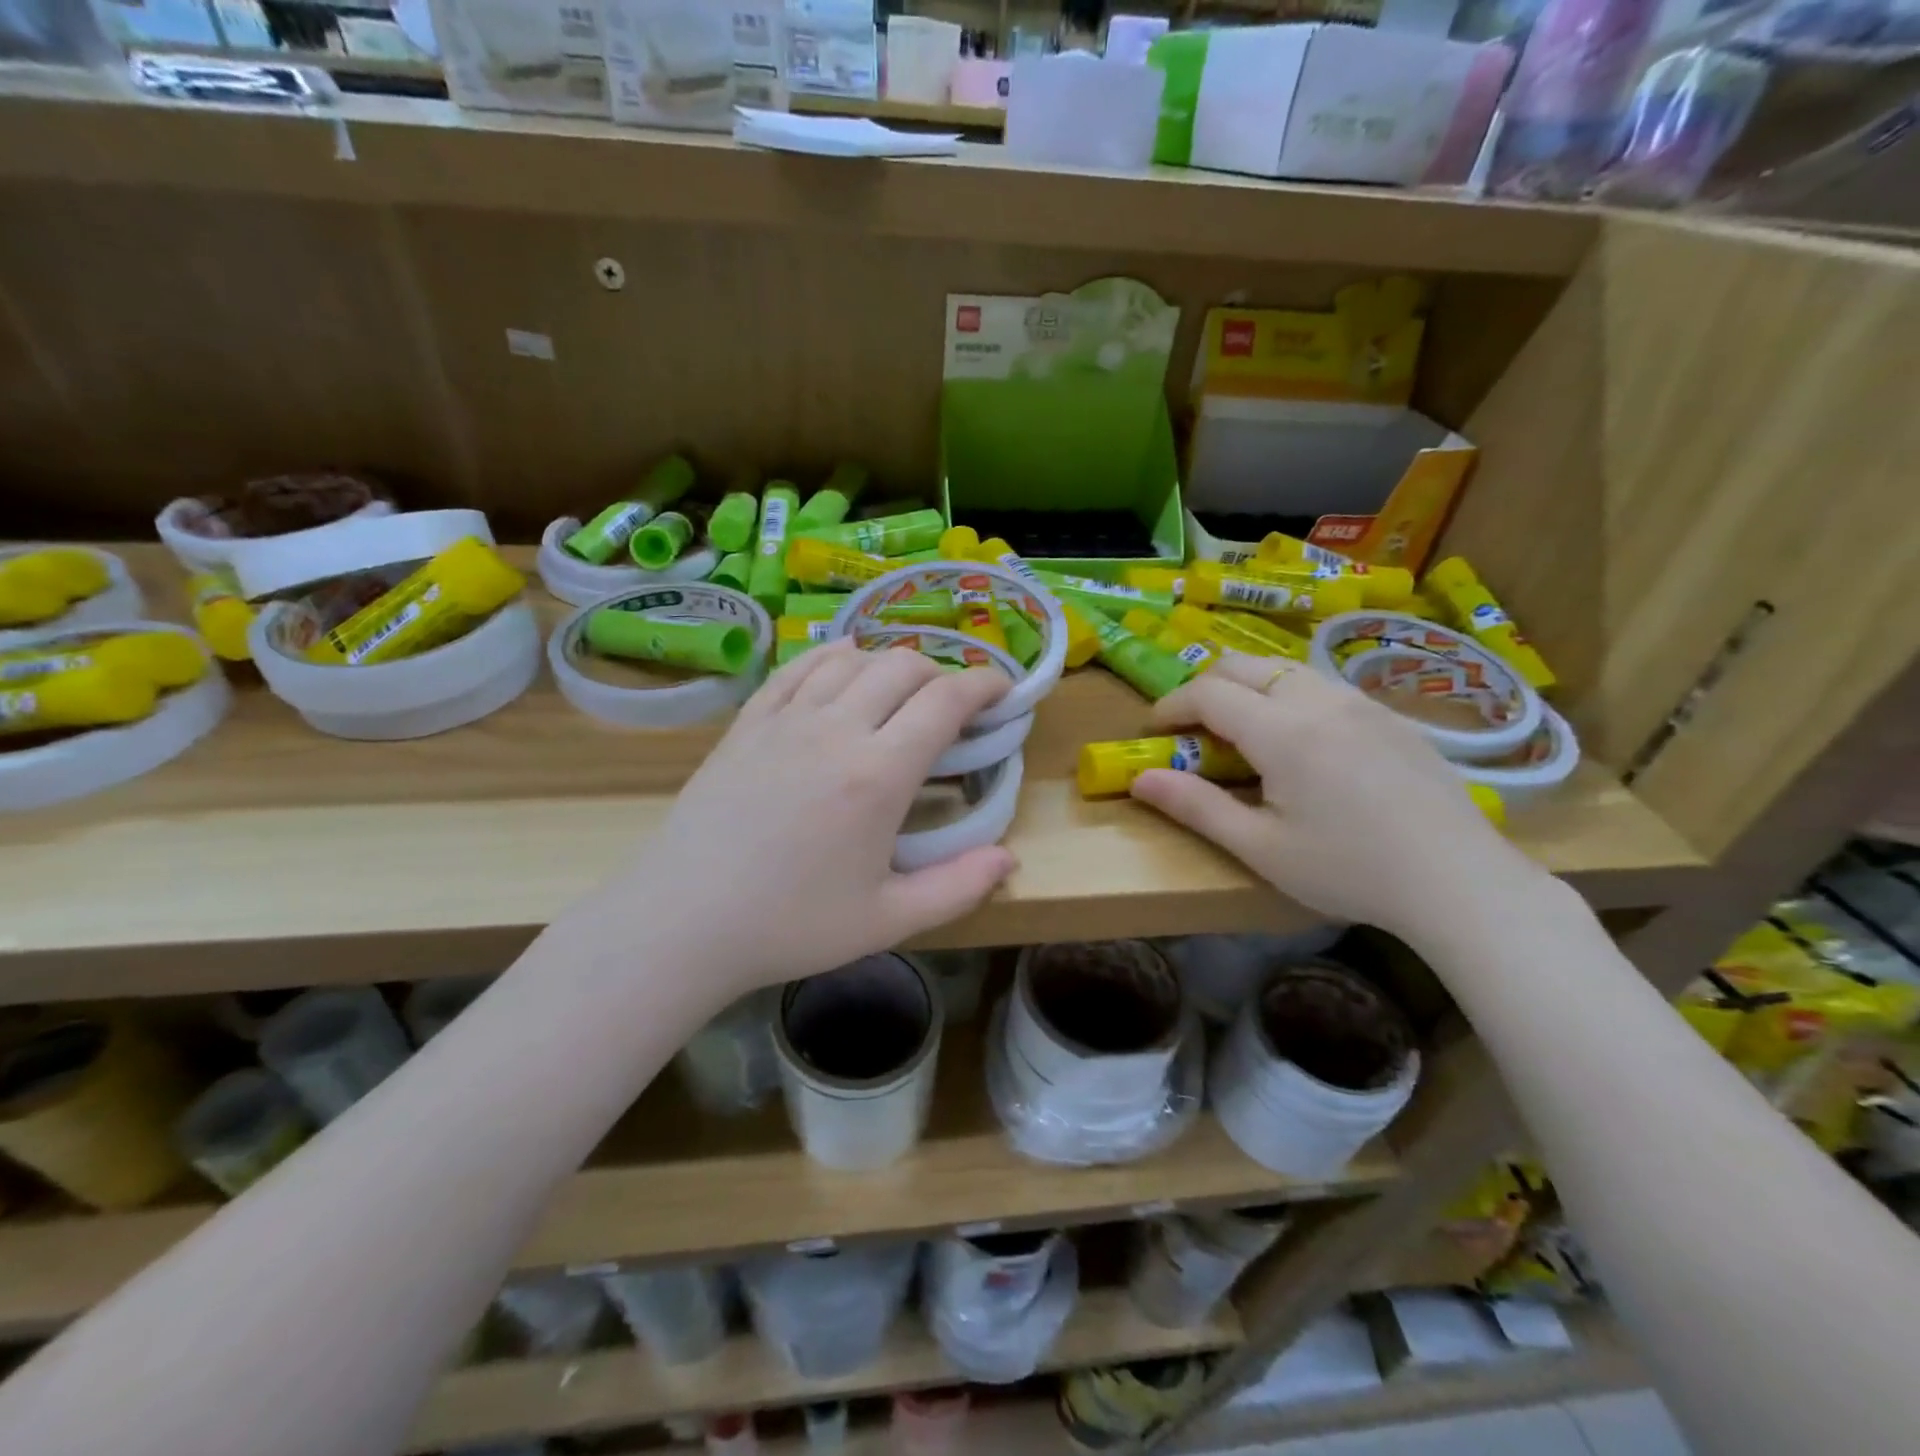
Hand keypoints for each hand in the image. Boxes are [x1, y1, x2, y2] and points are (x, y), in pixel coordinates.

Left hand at [590, 641, 1016, 998]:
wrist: (684, 920)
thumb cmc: (791, 925)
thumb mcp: (887, 921)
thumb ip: (957, 888)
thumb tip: (1009, 859)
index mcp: (878, 774)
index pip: (945, 700)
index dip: (983, 684)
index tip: (1002, 692)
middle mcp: (836, 729)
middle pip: (903, 665)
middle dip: (942, 672)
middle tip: (952, 705)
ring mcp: (786, 719)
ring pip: (853, 658)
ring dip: (890, 663)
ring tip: (901, 691)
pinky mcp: (749, 721)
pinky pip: (800, 667)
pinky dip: (834, 657)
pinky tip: (843, 669)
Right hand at [1129, 652, 1545, 940]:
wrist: (1458, 881)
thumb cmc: (1348, 869)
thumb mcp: (1260, 847)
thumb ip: (1195, 806)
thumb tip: (1140, 780)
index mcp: (1282, 731)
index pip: (1208, 693)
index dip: (1171, 706)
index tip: (1154, 732)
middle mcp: (1319, 700)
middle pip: (1243, 665)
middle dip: (1204, 687)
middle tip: (1192, 729)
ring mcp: (1360, 703)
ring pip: (1285, 669)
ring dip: (1248, 688)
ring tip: (1242, 733)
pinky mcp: (1389, 716)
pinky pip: (1323, 685)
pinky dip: (1289, 696)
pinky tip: (1301, 743)